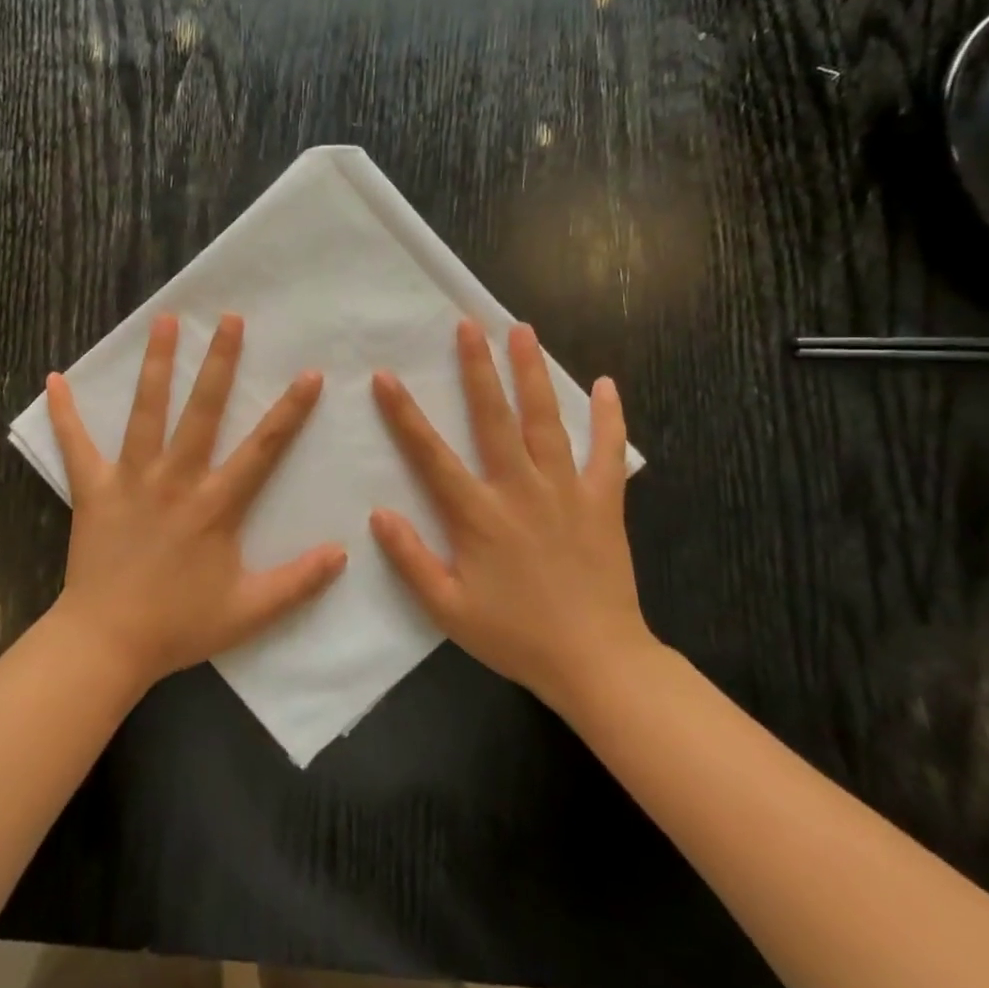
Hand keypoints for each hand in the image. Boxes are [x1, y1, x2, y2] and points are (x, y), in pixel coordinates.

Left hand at [46, 312, 347, 689]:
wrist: (108, 643)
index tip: (309, 373)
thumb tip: (343, 553)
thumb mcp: (249, 610)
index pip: (262, 448)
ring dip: (156, 365)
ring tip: (164, 322)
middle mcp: (175, 479)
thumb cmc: (179, 625)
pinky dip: (65, 413)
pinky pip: (75, 446)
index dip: (289, 410)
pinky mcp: (92, 489)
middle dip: (219, 362)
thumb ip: (298, 582)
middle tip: (229, 319)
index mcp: (215, 504)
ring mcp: (130, 479)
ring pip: (146, 412)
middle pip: (202, 410)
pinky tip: (54, 379)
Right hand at [368, 320, 657, 709]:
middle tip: (469, 325)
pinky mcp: (602, 502)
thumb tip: (379, 513)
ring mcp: (566, 492)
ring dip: (532, 374)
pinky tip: (606, 385)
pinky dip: (609, 418)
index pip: (432, 455)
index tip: (386, 377)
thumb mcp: (448, 608)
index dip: (404, 414)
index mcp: (478, 515)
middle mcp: (520, 490)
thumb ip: (410, 559)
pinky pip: (608, 453)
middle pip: (494, 418)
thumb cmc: (515, 635)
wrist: (597, 662)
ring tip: (523, 332)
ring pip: (547, 422)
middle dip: (478, 368)